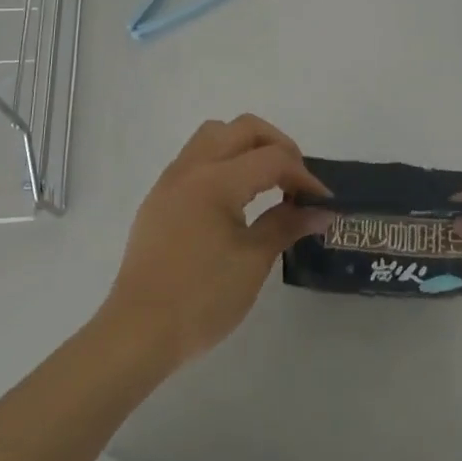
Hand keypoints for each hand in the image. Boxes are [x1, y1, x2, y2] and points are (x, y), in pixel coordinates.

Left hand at [99, 115, 331, 368]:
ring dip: (246, 146)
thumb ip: (286, 225)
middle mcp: (192, 167)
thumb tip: (320, 211)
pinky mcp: (160, 197)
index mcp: (216, 180)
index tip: (323, 201)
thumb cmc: (201, 298)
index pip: (272, 158)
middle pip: (243, 128)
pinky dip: (223, 162)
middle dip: (277, 145)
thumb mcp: (252, 262)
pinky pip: (196, 158)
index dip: (304, 175)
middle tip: (296, 179)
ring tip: (267, 181)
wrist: (138, 331)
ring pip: (214, 135)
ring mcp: (171, 179)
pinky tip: (235, 198)